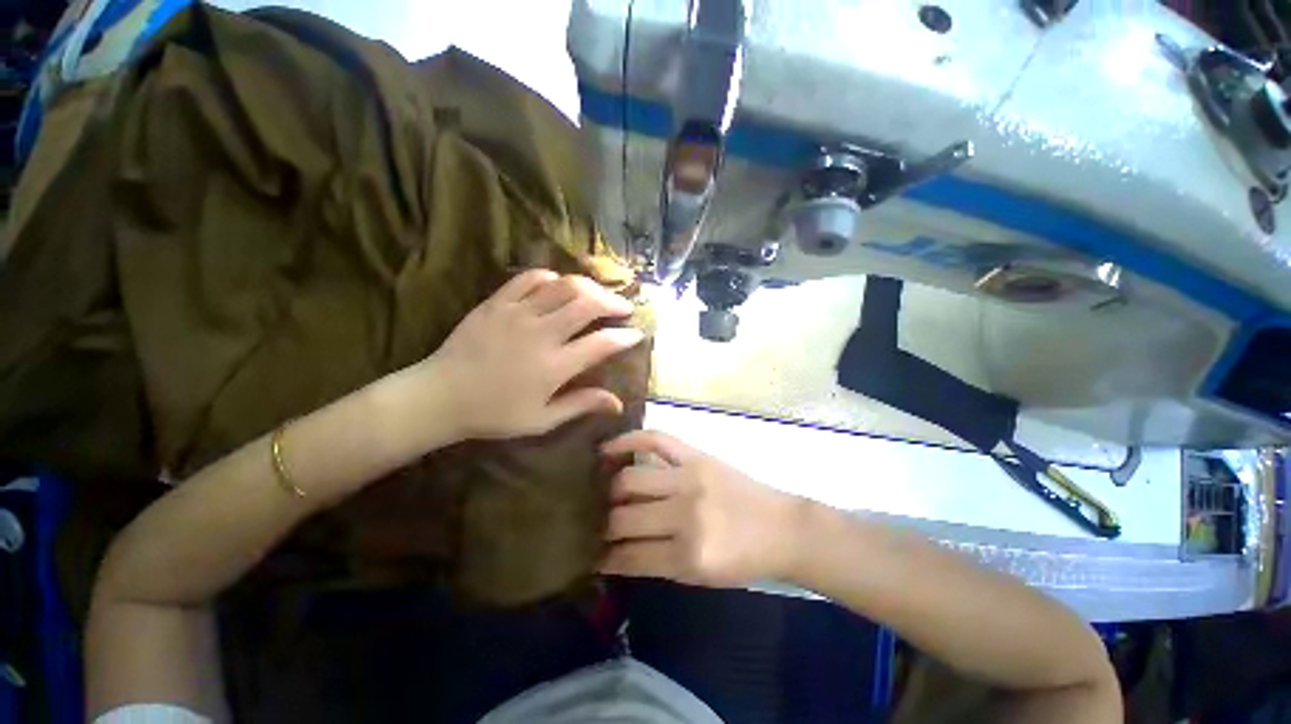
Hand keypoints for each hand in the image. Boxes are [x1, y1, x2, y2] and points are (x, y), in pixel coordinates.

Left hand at [425, 269, 644, 439]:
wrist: (440, 396)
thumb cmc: (494, 413)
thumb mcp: (542, 419)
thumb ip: (581, 405)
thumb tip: (619, 403)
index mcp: (554, 366)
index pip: (602, 343)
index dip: (625, 336)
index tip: (637, 334)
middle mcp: (541, 334)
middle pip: (588, 304)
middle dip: (614, 302)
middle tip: (624, 307)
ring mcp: (518, 313)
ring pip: (564, 285)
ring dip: (589, 286)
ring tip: (598, 294)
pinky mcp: (497, 302)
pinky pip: (530, 278)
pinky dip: (551, 277)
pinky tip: (559, 286)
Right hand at [599, 431, 808, 587]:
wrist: (782, 528)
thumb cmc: (744, 560)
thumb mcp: (700, 578)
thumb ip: (656, 564)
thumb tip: (614, 554)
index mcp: (688, 555)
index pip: (629, 557)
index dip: (602, 558)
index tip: (586, 554)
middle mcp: (685, 514)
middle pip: (624, 517)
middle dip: (601, 525)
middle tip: (589, 524)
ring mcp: (690, 477)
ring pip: (630, 479)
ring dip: (607, 490)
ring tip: (596, 492)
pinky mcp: (697, 455)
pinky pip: (655, 439)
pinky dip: (628, 440)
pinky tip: (607, 449)